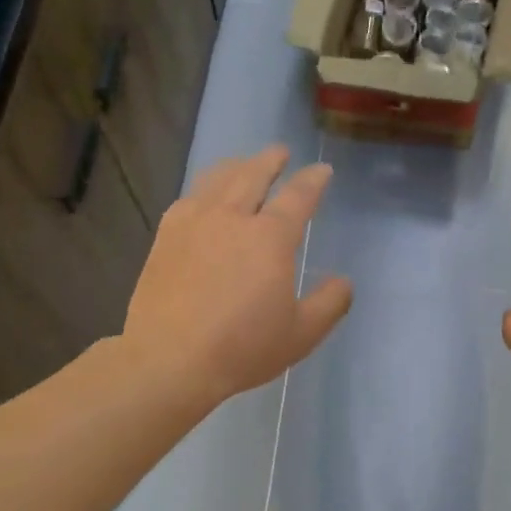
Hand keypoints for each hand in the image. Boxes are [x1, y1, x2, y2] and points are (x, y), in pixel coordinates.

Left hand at [124, 146, 352, 407]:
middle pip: (254, 175)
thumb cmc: (243, 348)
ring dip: (236, 167)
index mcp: (270, 238)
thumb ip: (329, 303)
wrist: (170, 359)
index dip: (313, 180)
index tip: (322, 171)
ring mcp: (194, 223)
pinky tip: (203, 197)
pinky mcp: (165, 237)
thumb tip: (344, 282)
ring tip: (243, 164)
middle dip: (271, 160)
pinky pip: (188, 198)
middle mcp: (232, 218)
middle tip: (280, 152)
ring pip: (217, 179)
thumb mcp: (301, 334)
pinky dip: (203, 189)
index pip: (298, 196)